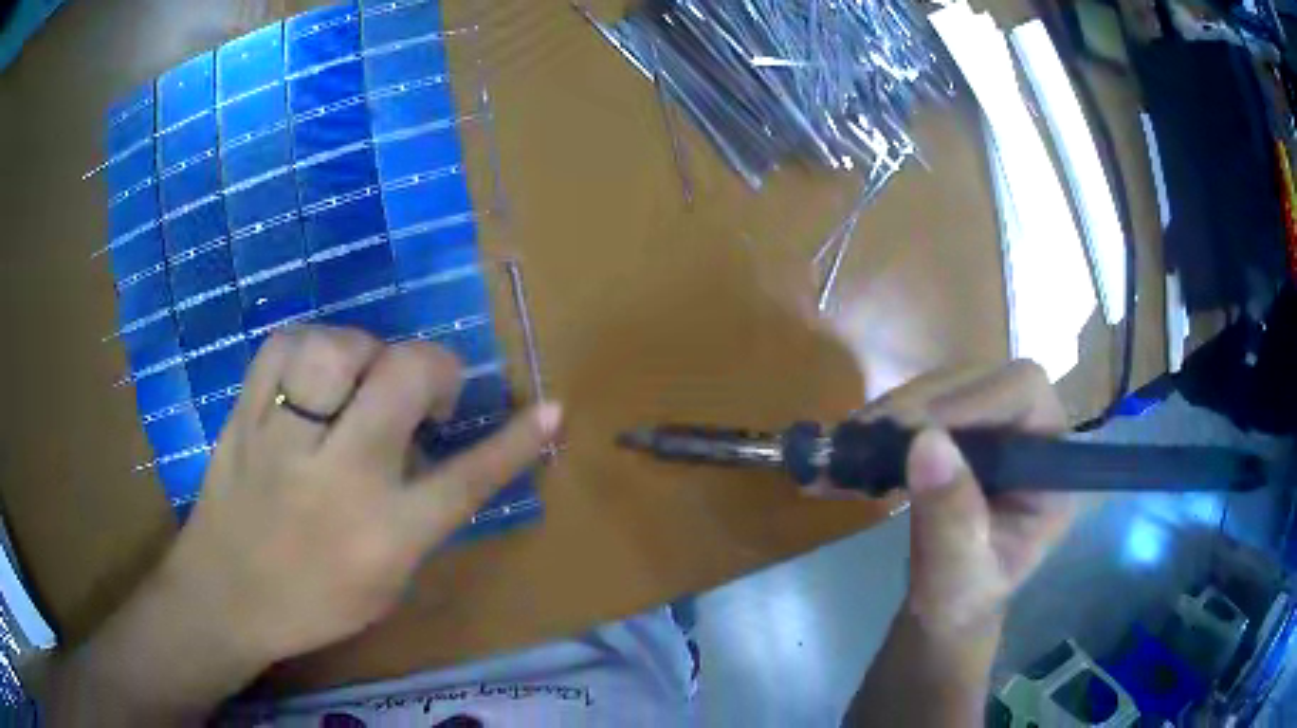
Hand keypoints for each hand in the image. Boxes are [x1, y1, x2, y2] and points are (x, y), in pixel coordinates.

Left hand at [157, 326, 561, 666]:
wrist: (225, 596)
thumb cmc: (314, 602)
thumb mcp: (387, 581)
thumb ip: (420, 514)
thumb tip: (438, 445)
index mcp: (382, 536)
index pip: (464, 480)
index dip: (513, 442)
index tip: (549, 408)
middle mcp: (335, 480)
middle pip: (401, 383)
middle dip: (432, 369)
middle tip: (425, 390)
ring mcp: (281, 441)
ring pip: (334, 349)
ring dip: (365, 351)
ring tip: (363, 376)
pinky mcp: (243, 416)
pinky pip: (282, 345)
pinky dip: (309, 345)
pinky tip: (315, 370)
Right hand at [873, 361, 1074, 636]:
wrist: (944, 608)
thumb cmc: (961, 601)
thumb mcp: (955, 576)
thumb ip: (950, 520)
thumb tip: (925, 442)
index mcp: (1052, 469)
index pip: (1026, 394)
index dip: (974, 397)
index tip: (917, 430)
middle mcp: (1029, 435)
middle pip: (983, 378)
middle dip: (925, 401)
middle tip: (870, 431)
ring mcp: (996, 430)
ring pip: (950, 385)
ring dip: (899, 408)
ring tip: (853, 440)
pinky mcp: (964, 433)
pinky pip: (927, 405)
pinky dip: (889, 420)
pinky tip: (858, 442)